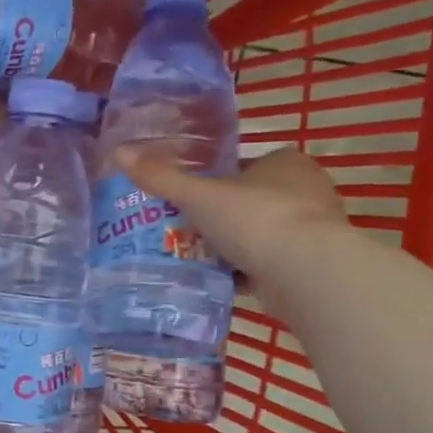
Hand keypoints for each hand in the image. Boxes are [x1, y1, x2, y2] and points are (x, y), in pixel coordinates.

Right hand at [113, 144, 347, 294]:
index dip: (222, 178)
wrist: (304, 272)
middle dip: (225, 214)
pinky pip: (271, 262)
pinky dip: (247, 270)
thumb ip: (161, 178)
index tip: (195, 196)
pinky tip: (219, 279)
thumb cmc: (254, 218)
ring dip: (236, 244)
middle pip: (255, 199)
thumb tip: (119, 153)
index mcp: (286, 164)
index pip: (250, 164)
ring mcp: (313, 230)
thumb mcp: (198, 195)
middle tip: (189, 227)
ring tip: (197, 255)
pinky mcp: (312, 264)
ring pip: (263, 232)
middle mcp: (307, 191)